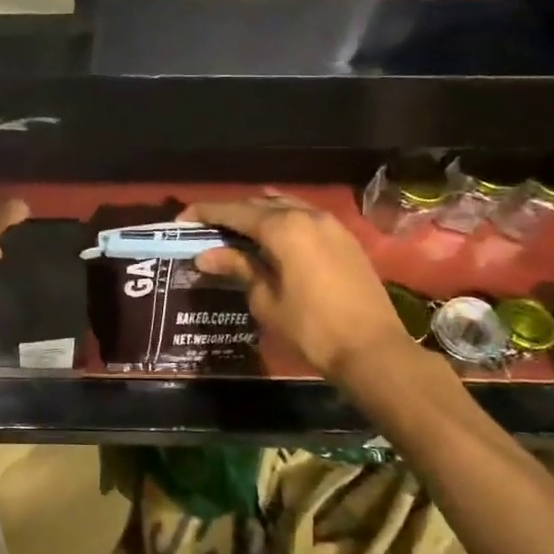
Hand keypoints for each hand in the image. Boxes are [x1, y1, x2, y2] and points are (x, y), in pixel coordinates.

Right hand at [181, 191, 411, 381]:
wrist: (372, 350)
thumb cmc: (311, 327)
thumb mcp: (265, 299)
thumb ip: (238, 267)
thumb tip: (206, 255)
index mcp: (283, 227)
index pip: (233, 212)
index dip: (204, 213)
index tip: (181, 221)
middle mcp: (306, 215)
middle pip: (258, 204)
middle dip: (230, 214)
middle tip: (206, 230)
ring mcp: (330, 225)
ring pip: (284, 206)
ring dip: (257, 215)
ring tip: (236, 233)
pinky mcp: (344, 239)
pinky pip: (305, 217)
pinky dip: (282, 221)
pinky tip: (272, 239)